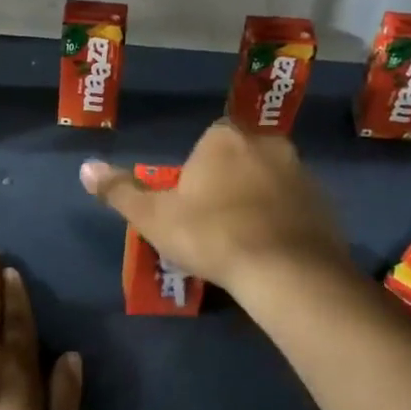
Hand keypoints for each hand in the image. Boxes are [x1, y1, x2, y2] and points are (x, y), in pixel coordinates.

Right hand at [79, 120, 349, 296]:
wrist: (286, 271)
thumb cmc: (212, 235)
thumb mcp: (153, 217)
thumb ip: (120, 190)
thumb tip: (85, 167)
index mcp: (224, 138)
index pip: (207, 142)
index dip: (197, 173)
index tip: (191, 205)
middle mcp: (266, 143)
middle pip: (240, 158)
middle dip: (228, 183)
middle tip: (215, 224)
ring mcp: (302, 172)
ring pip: (270, 180)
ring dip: (258, 200)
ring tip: (244, 241)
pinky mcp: (326, 203)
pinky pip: (296, 206)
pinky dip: (284, 220)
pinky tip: (273, 251)